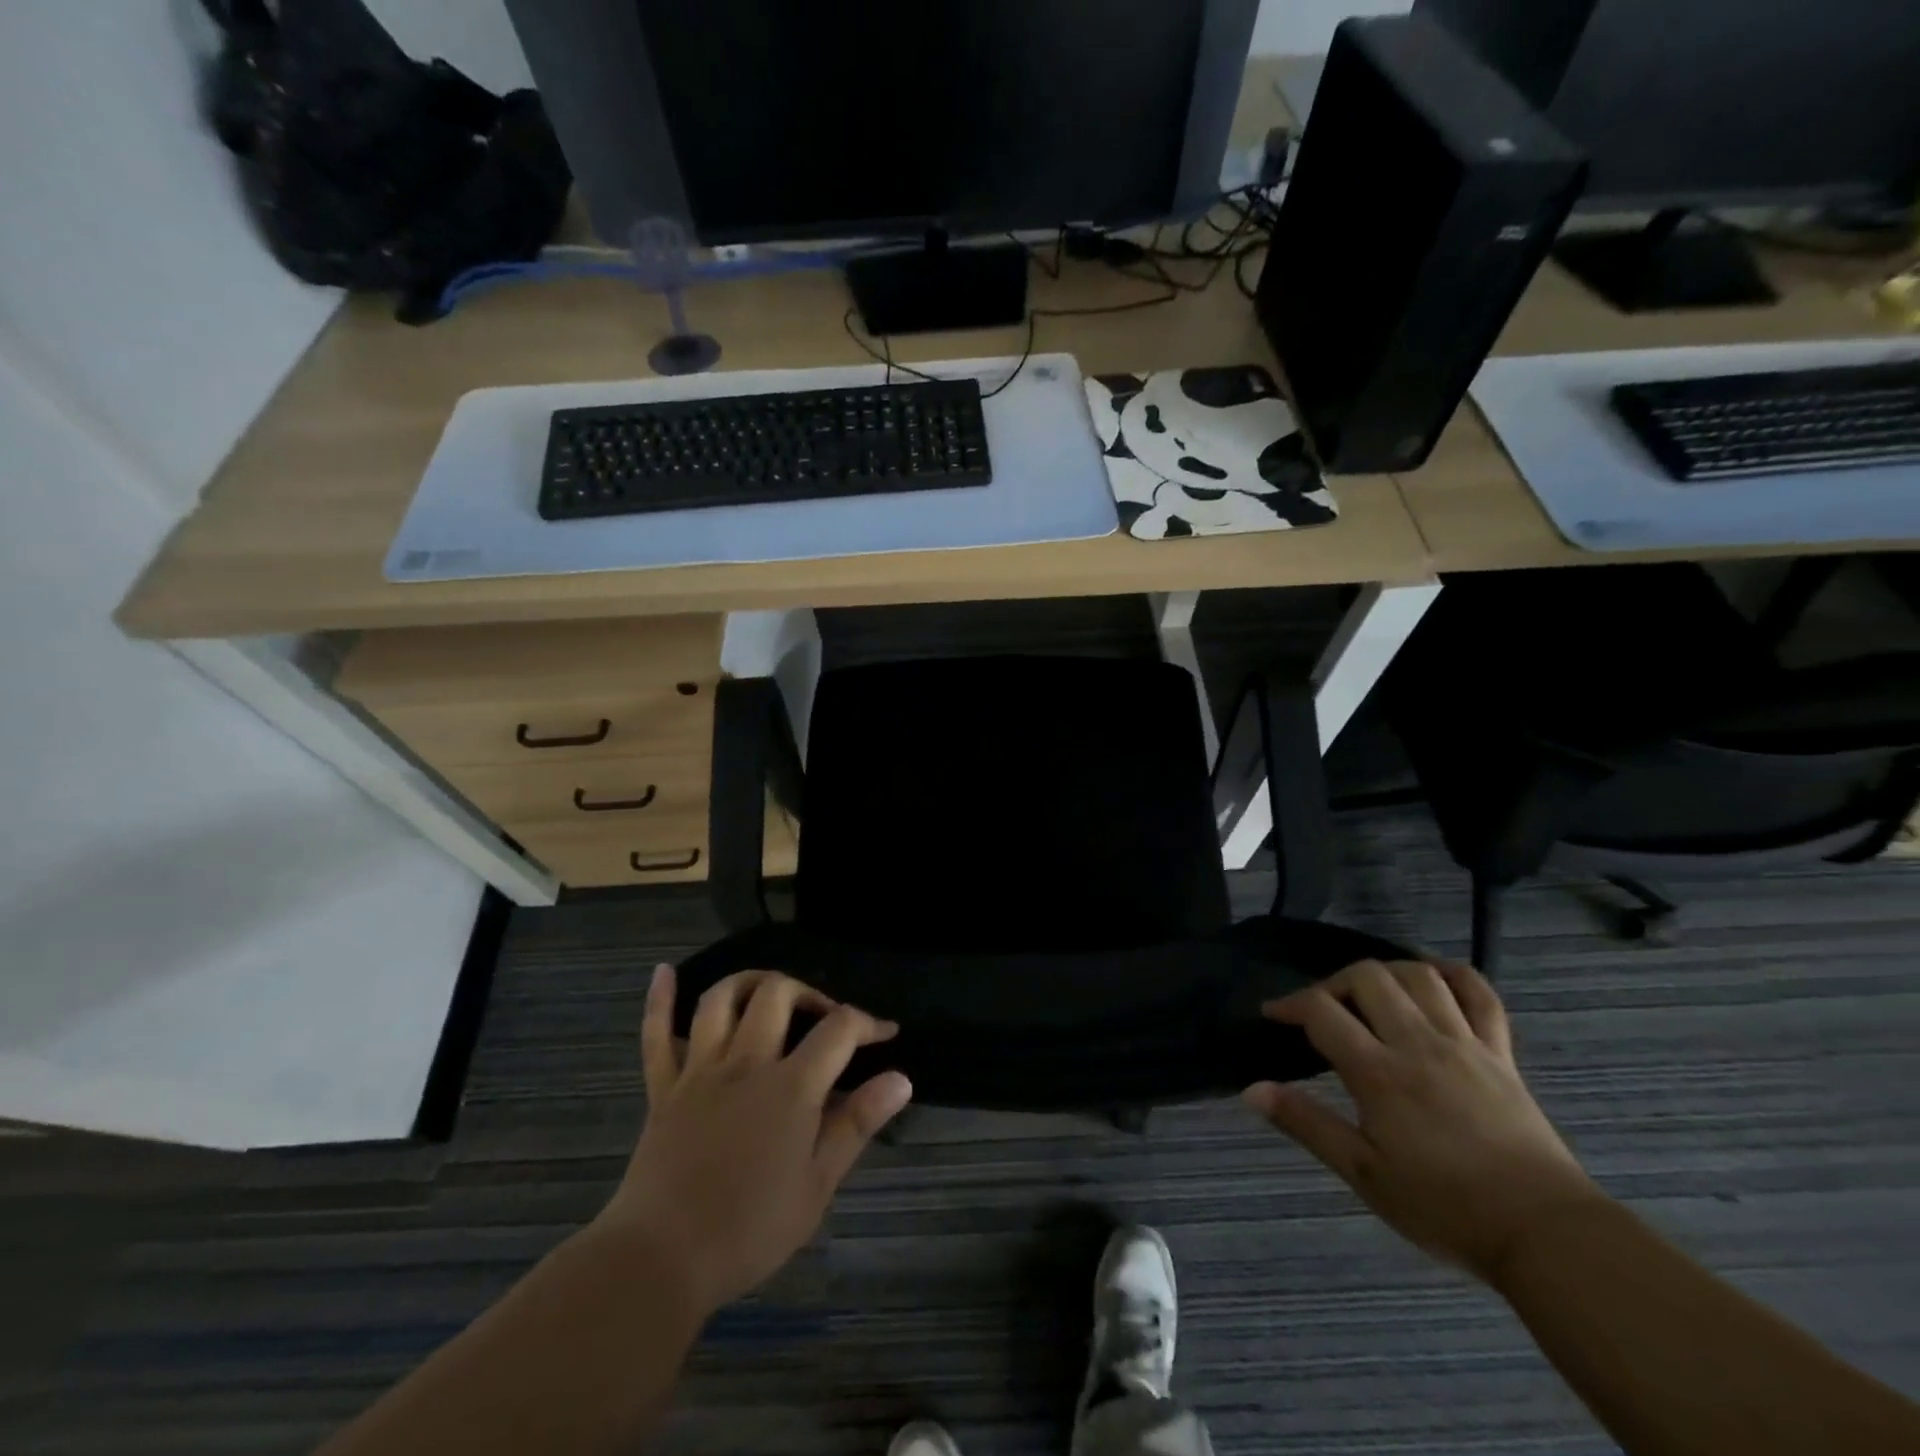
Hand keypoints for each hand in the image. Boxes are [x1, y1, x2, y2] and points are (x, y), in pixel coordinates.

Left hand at [597, 965, 912, 1315]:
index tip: (886, 1034)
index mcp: (790, 1087)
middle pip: (777, 994)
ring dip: (749, 983)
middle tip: (823, 1019)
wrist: (659, 1261)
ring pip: (721, 1000)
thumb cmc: (749, 1230)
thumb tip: (901, 1079)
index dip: (868, 1023)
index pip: (838, 1029)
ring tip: (769, 992)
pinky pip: (656, 1036)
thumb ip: (857, 1124)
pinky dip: (659, 1001)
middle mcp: (745, 1063)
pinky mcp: (664, 1089)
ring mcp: (699, 1071)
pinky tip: (665, 973)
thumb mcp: (817, 1186)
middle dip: (808, 993)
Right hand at [1243, 958, 1605, 1282]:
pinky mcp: (1501, 1053)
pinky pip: (1480, 994)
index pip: (1322, 1011)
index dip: (1290, 1003)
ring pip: (1419, 975)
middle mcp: (1418, 1043)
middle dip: (1334, 982)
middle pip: (1367, 977)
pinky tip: (1433, 979)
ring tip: (1371, 995)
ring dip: (1386, 973)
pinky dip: (1454, 975)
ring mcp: (1464, 1043)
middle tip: (1324, 1010)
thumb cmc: (1445, 1207)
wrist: (1545, 1234)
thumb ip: (1306, 1124)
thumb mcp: (1364, 1173)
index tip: (1274, 1015)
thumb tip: (1251, 1090)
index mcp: (1379, 1072)